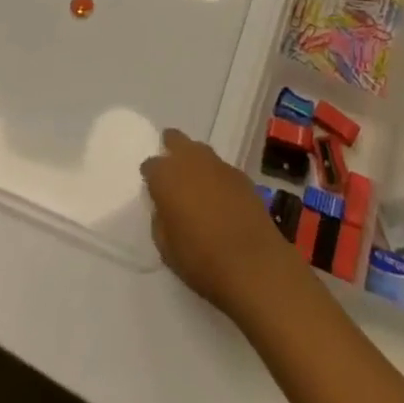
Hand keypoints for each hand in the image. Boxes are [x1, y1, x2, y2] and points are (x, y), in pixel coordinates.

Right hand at [141, 128, 303, 315]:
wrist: (253, 263)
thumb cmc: (201, 260)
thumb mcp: (167, 249)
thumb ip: (160, 221)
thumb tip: (164, 208)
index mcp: (167, 176)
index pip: (151, 165)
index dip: (150, 176)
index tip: (152, 188)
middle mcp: (191, 160)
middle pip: (176, 139)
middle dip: (170, 148)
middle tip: (170, 168)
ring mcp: (218, 164)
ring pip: (200, 150)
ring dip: (194, 161)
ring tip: (194, 183)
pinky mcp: (240, 173)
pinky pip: (220, 168)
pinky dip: (215, 176)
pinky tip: (218, 196)